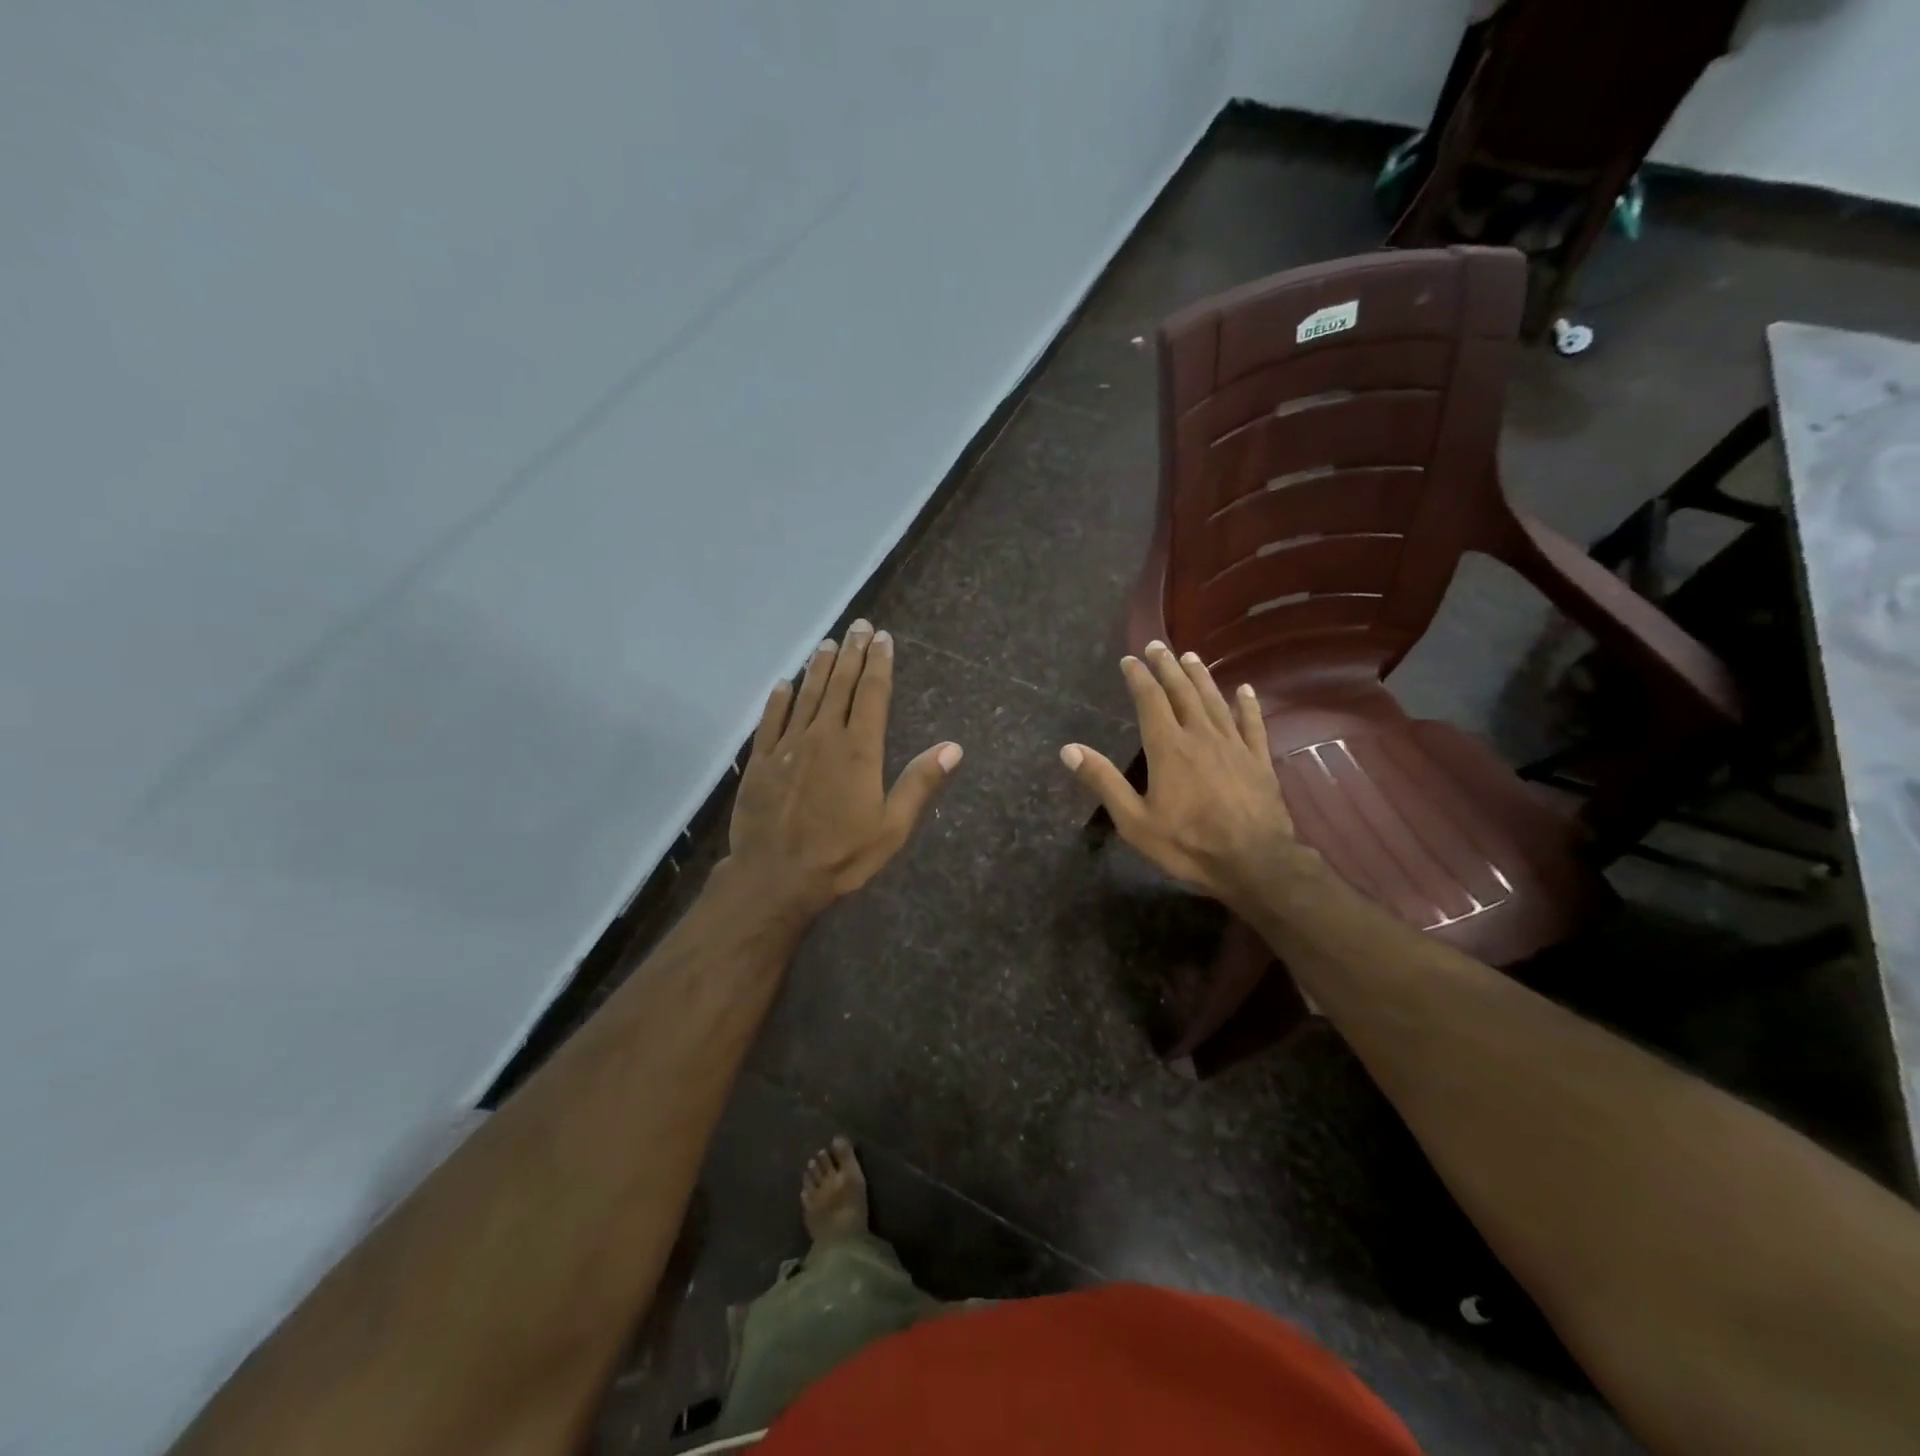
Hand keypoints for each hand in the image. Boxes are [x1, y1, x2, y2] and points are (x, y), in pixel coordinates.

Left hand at [725, 621, 961, 920]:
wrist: (776, 877)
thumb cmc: (842, 855)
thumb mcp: (892, 827)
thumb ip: (920, 783)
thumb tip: (953, 747)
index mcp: (859, 749)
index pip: (872, 694)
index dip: (879, 663)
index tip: (883, 638)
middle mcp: (823, 736)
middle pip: (840, 685)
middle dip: (852, 653)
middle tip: (859, 626)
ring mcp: (789, 745)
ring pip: (807, 694)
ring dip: (819, 666)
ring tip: (828, 642)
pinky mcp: (761, 760)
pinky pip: (771, 719)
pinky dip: (779, 698)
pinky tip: (784, 683)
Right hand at [1059, 641, 1303, 913]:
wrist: (1254, 862)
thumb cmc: (1188, 844)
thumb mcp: (1134, 821)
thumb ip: (1104, 781)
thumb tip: (1068, 749)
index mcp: (1168, 748)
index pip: (1150, 701)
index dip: (1139, 677)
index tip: (1130, 659)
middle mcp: (1201, 736)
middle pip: (1183, 692)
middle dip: (1167, 667)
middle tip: (1157, 645)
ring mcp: (1234, 745)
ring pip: (1215, 701)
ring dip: (1201, 677)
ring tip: (1191, 657)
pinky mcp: (1259, 759)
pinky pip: (1253, 724)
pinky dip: (1248, 705)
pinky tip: (1245, 690)